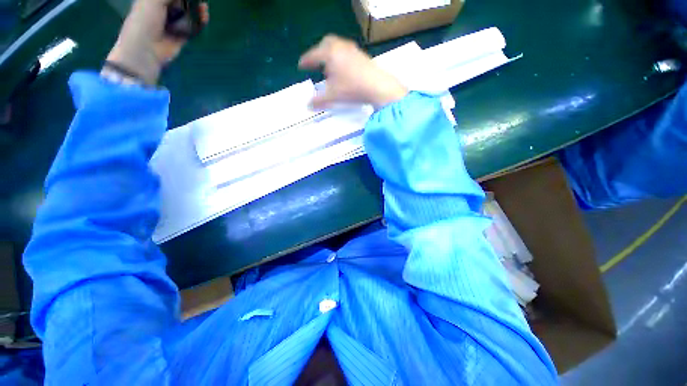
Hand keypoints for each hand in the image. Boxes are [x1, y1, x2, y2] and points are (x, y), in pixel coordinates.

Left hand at [105, 0, 208, 84]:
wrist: (147, 50)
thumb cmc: (145, 21)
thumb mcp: (153, 1)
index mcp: (152, 0)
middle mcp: (163, 9)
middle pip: (180, 2)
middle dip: (190, 0)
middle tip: (199, 0)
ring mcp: (174, 22)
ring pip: (188, 12)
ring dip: (197, 9)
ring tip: (204, 7)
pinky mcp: (183, 34)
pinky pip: (193, 26)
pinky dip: (200, 21)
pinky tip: (204, 17)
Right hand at [299, 35, 407, 109]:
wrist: (378, 86)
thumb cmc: (352, 89)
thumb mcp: (333, 96)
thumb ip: (319, 100)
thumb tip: (308, 106)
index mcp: (330, 53)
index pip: (314, 55)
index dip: (306, 61)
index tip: (301, 65)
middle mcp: (341, 47)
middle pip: (326, 43)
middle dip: (319, 52)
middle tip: (315, 62)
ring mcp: (353, 49)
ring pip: (338, 46)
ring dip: (330, 54)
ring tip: (329, 68)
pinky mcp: (362, 55)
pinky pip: (347, 51)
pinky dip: (341, 57)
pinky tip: (343, 70)